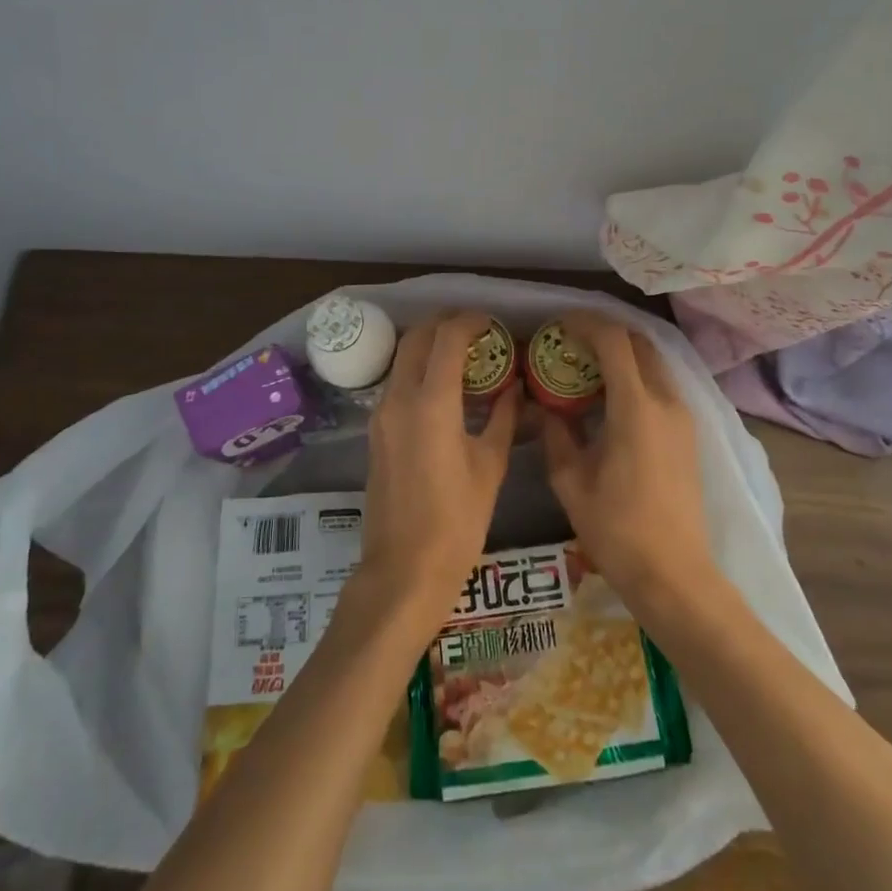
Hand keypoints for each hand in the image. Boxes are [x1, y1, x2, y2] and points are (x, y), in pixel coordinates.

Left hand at [354, 312, 519, 628]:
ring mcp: (381, 413)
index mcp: (431, 403)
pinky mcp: (376, 430)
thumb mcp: (491, 465)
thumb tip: (515, 387)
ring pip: (403, 357)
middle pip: (417, 337)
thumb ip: (504, 417)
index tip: (493, 322)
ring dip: (430, 345)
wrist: (404, 569)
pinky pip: (397, 381)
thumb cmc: (458, 521)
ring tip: (464, 356)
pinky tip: (445, 387)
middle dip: (446, 324)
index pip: (447, 338)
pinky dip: (419, 369)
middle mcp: (399, 398)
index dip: (471, 321)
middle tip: (478, 332)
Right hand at [539, 313, 717, 613]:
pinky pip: (661, 383)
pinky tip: (609, 395)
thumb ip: (556, 434)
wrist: (675, 575)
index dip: (585, 323)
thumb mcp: (571, 481)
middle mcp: (666, 401)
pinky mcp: (688, 432)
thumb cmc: (617, 530)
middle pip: (639, 342)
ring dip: (621, 352)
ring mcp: (684, 416)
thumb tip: (543, 406)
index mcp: (636, 408)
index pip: (614, 341)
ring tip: (586, 365)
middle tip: (569, 341)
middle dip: (603, 332)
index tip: (557, 325)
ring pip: (653, 361)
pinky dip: (635, 373)